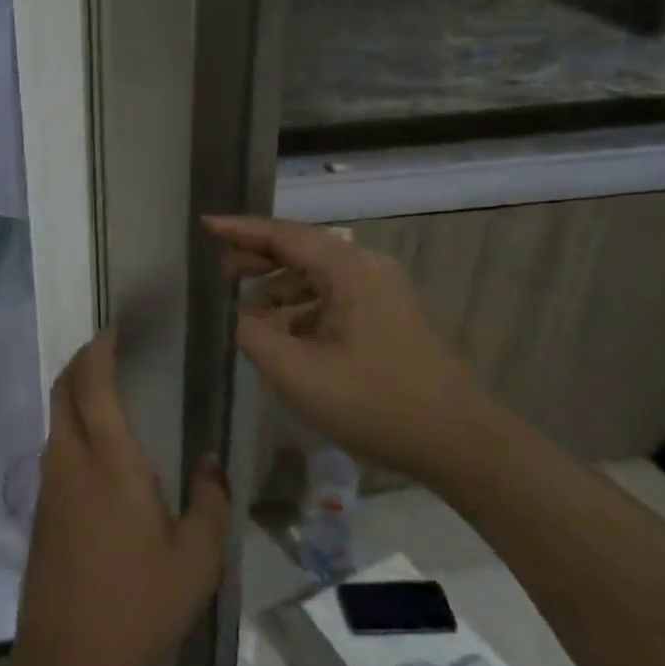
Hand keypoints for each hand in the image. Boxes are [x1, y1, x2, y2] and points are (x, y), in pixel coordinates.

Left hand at [12, 332, 231, 665]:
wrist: (67, 664)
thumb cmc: (138, 605)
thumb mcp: (196, 559)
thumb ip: (210, 502)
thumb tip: (210, 463)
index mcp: (109, 460)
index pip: (92, 382)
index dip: (98, 349)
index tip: (115, 330)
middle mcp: (70, 460)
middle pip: (63, 389)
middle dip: (81, 360)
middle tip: (110, 350)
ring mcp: (48, 485)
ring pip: (55, 417)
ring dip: (74, 392)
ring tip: (109, 391)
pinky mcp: (40, 510)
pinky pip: (55, 447)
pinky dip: (71, 425)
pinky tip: (99, 448)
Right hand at [206, 215, 492, 482]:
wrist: (458, 441)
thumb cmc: (373, 402)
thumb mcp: (298, 374)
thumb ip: (255, 337)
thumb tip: (244, 318)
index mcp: (347, 269)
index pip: (283, 235)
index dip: (240, 229)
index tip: (206, 224)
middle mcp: (366, 267)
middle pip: (301, 248)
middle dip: (258, 257)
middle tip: (221, 271)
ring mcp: (381, 289)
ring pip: (317, 273)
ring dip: (279, 285)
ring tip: (246, 307)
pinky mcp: (388, 313)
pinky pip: (334, 294)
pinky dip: (303, 305)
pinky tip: (284, 332)